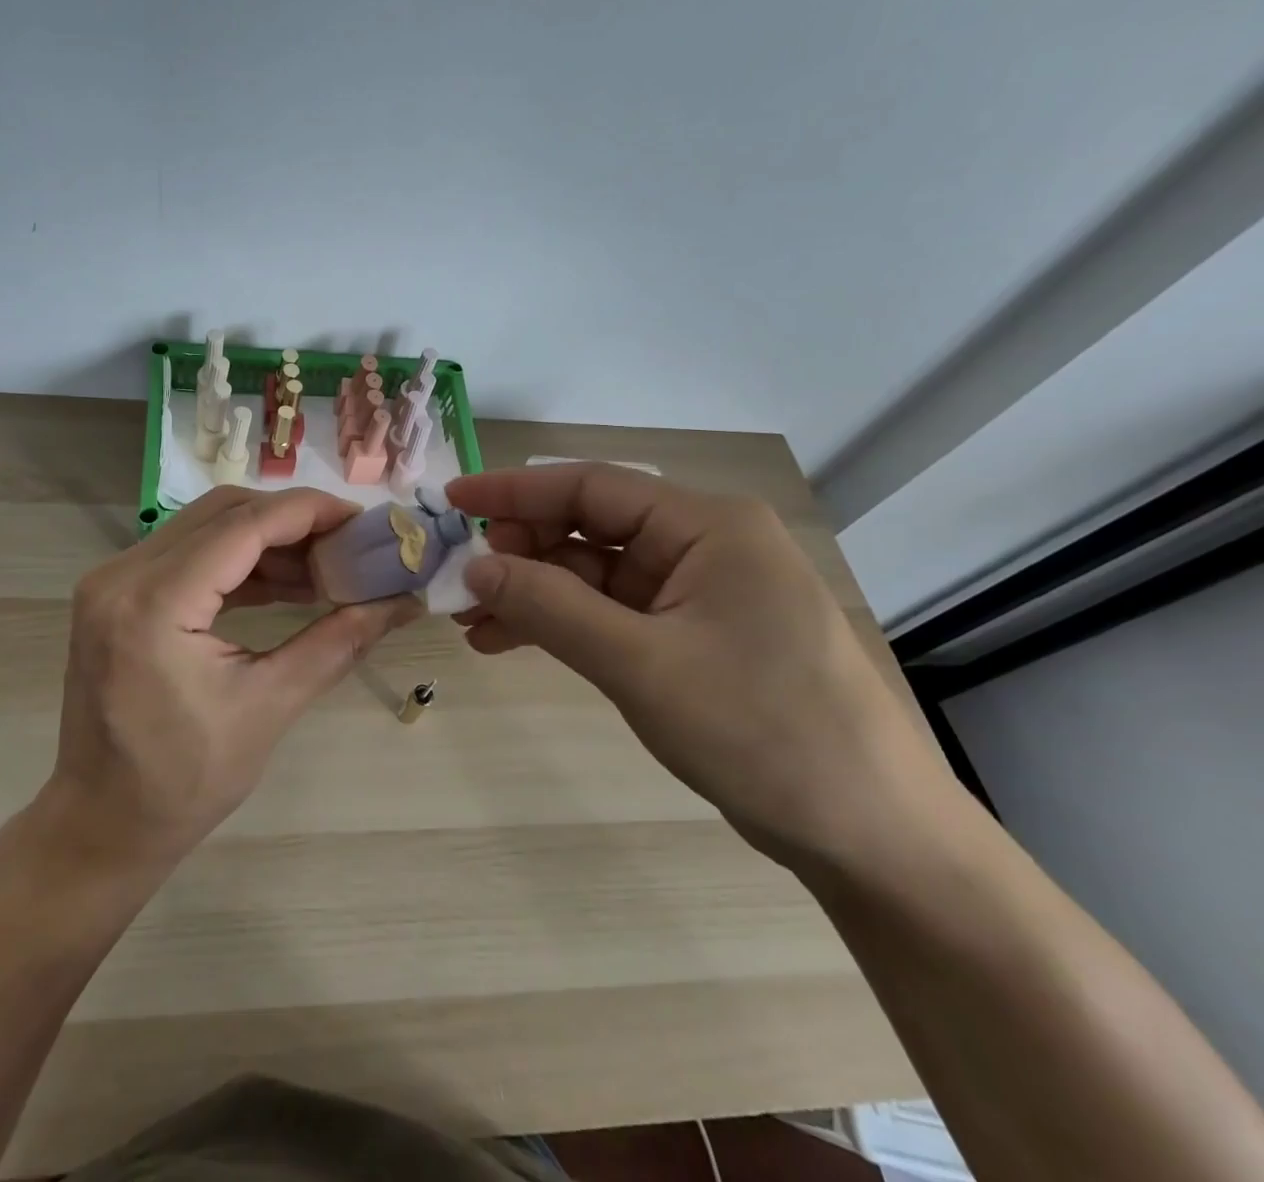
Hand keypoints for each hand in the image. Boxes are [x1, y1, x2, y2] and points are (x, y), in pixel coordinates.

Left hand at [44, 486, 419, 871]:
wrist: (101, 823)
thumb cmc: (183, 782)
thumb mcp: (269, 708)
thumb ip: (339, 642)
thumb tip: (404, 602)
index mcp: (153, 603)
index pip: (244, 526)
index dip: (310, 513)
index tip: (363, 521)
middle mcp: (122, 575)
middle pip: (223, 514)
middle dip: (292, 520)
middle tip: (349, 543)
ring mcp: (112, 581)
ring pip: (205, 528)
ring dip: (266, 539)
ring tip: (326, 566)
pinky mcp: (117, 594)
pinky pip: (187, 555)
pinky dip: (238, 562)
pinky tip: (285, 583)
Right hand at [446, 463, 955, 871]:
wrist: (872, 838)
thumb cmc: (763, 732)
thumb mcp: (640, 664)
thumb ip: (549, 607)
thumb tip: (474, 568)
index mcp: (708, 526)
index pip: (591, 487)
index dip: (514, 492)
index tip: (453, 503)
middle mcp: (704, 545)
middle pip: (590, 528)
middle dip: (522, 552)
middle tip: (463, 582)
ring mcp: (700, 593)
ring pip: (594, 574)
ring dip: (534, 594)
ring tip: (471, 623)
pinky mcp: (694, 636)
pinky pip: (612, 613)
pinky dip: (563, 624)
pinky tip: (509, 642)